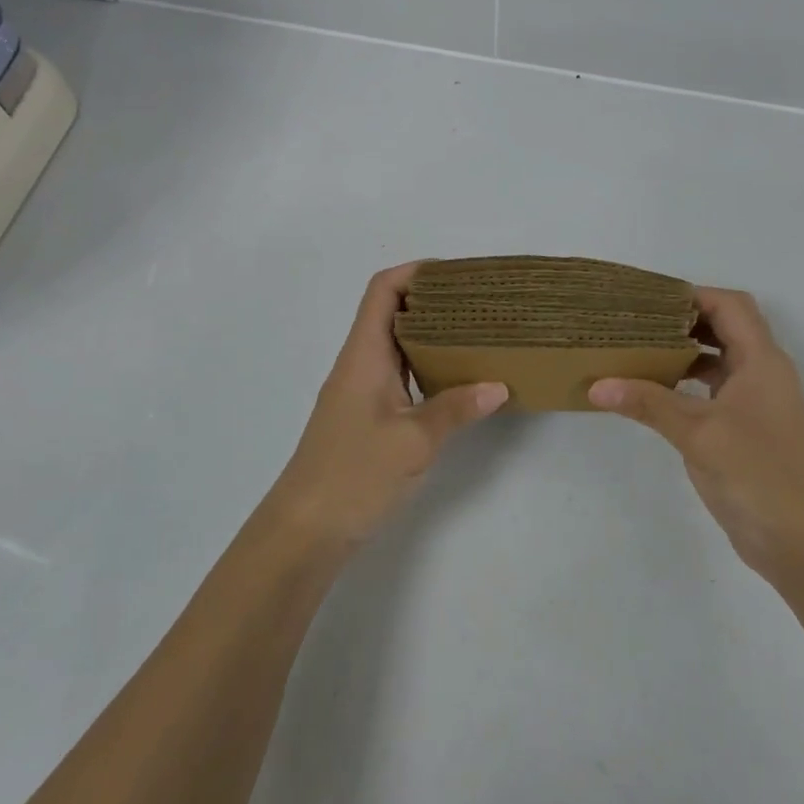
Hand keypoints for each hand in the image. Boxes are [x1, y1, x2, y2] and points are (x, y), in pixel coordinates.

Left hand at [268, 263, 507, 552]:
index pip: (383, 290)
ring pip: (398, 345)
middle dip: (434, 300)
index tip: (458, 275)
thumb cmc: (352, 475)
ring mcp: (361, 391)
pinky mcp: (367, 417)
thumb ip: (455, 409)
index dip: (416, 272)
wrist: (305, 531)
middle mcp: (360, 364)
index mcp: (364, 355)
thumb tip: (498, 386)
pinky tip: (456, 381)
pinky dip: (427, 367)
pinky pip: (400, 375)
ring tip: (477, 335)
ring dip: (433, 335)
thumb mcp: (412, 441)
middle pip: (393, 312)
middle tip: (480, 304)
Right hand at [590, 287, 803, 586]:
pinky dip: (690, 381)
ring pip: (721, 358)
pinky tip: (659, 390)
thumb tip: (596, 385)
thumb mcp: (697, 433)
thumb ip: (648, 402)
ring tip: (642, 349)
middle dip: (685, 320)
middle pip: (726, 327)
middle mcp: (764, 372)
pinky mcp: (750, 427)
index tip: (650, 300)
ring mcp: (758, 401)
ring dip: (687, 351)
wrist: (800, 542)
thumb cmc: (755, 474)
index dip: (693, 295)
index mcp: (762, 361)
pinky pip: (717, 388)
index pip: (730, 306)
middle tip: (639, 321)